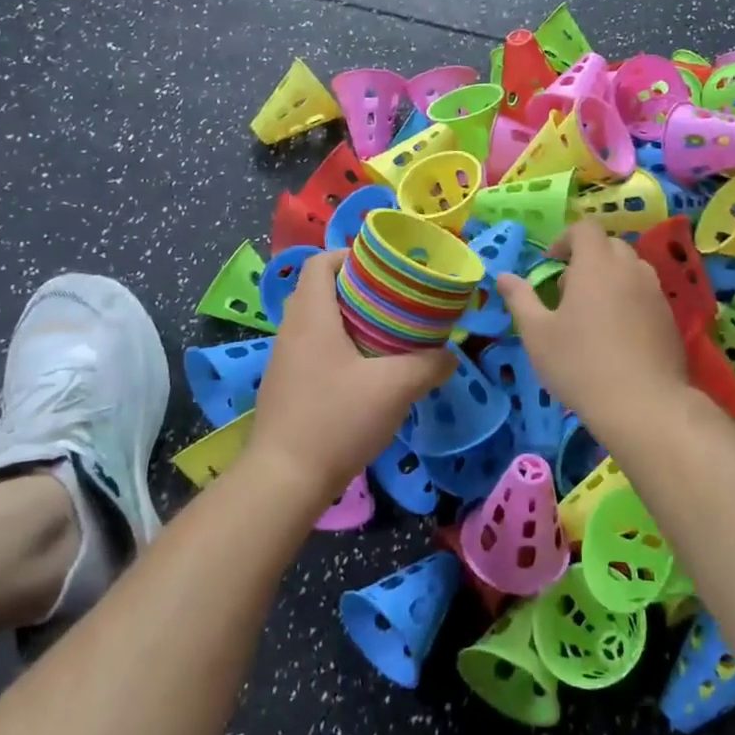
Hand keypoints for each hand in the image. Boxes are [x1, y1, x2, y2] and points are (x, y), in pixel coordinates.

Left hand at [247, 251, 454, 503]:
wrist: (284, 480)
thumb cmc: (337, 420)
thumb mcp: (395, 388)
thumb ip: (429, 365)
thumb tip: (450, 355)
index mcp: (311, 316)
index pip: (320, 263)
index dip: (350, 255)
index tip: (385, 267)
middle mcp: (291, 330)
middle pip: (320, 290)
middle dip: (358, 289)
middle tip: (395, 301)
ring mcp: (284, 360)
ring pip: (316, 322)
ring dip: (348, 320)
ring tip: (387, 334)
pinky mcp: (285, 386)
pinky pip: (312, 349)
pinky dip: (338, 347)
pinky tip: (366, 373)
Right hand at [495, 220, 686, 424]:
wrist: (643, 405)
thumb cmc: (580, 364)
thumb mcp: (537, 333)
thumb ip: (520, 299)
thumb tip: (503, 276)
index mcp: (597, 265)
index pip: (585, 228)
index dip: (565, 239)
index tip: (550, 265)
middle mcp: (631, 269)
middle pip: (609, 246)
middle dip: (587, 259)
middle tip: (567, 291)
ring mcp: (655, 294)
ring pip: (631, 270)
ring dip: (610, 279)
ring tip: (592, 314)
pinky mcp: (670, 319)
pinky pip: (645, 295)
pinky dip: (629, 301)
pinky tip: (617, 337)